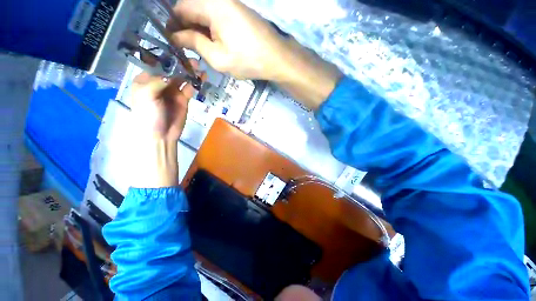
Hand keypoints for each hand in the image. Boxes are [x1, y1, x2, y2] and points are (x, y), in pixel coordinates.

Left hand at [126, 60, 205, 187]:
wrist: (161, 135)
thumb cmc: (148, 115)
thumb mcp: (147, 96)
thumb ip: (158, 81)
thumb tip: (173, 72)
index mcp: (146, 80)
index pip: (156, 64)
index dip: (166, 57)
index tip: (177, 50)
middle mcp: (159, 83)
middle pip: (171, 70)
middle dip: (181, 64)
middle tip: (192, 59)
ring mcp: (172, 92)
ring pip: (182, 78)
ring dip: (190, 72)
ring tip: (199, 66)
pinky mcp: (183, 100)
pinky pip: (189, 89)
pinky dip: (195, 83)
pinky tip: (201, 78)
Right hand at [171, 0, 288, 80]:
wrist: (276, 58)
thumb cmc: (248, 60)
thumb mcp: (218, 57)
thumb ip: (194, 43)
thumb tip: (176, 36)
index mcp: (211, 5)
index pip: (180, 9)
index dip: (173, 25)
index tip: (172, 42)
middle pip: (192, 9)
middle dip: (186, 27)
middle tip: (186, 48)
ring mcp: (231, 4)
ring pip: (205, 14)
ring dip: (199, 29)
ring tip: (200, 48)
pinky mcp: (238, 12)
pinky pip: (217, 17)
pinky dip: (211, 29)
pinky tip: (213, 43)